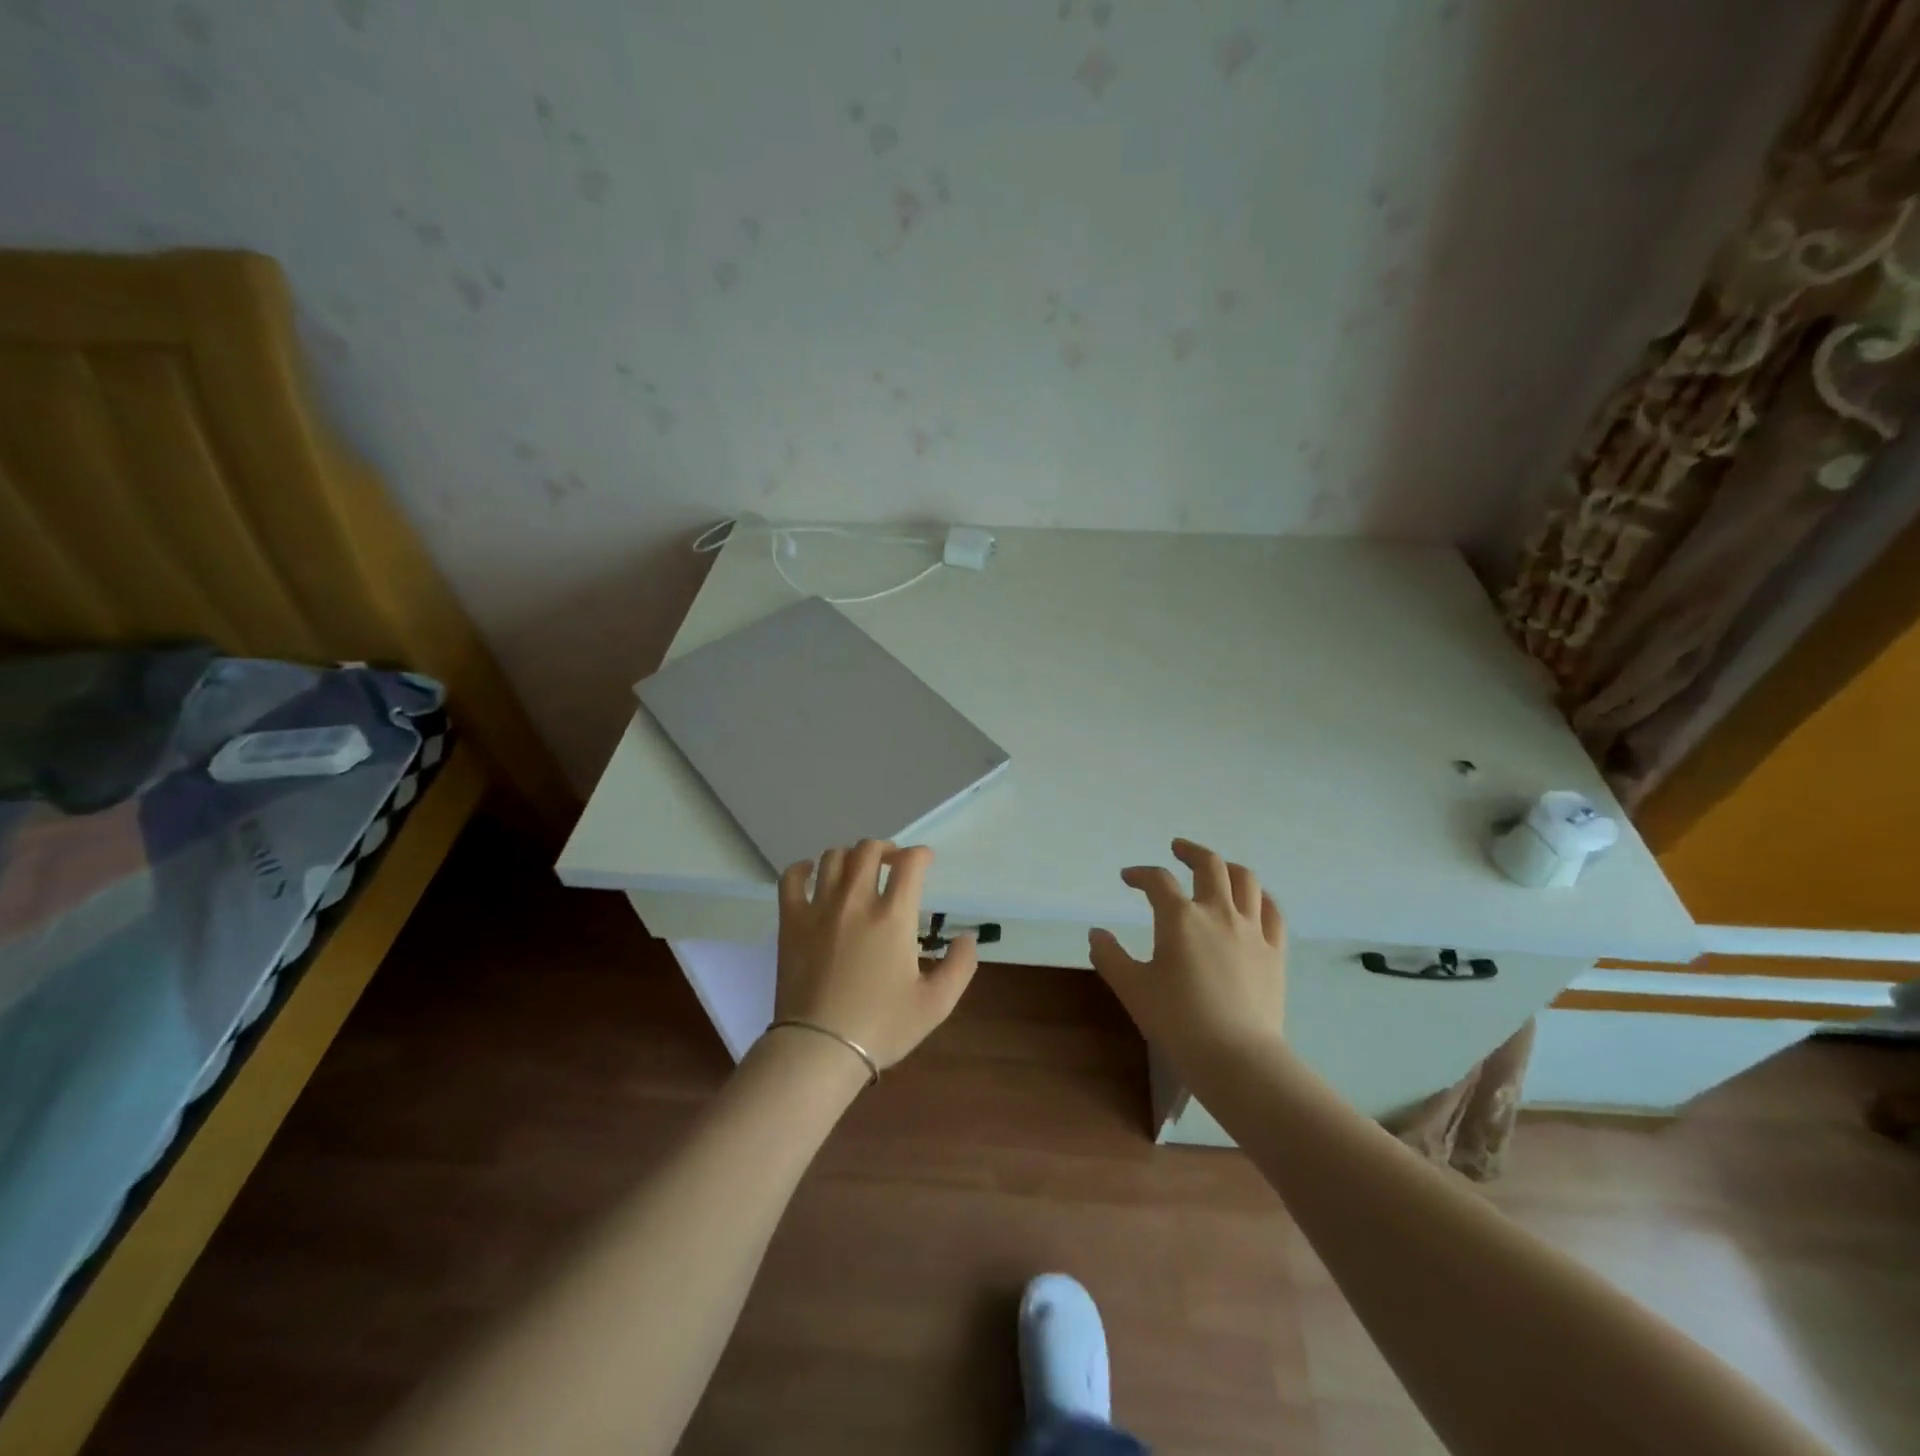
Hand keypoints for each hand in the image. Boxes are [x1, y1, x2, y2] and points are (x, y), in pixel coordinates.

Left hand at [773, 840, 978, 1069]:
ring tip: (857, 871)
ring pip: (833, 857)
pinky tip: (811, 873)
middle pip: (868, 850)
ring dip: (850, 856)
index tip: (925, 862)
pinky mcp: (791, 922)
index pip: (909, 863)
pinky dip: (802, 869)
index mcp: (893, 917)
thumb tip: (966, 937)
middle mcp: (856, 901)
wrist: (819, 1049)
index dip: (921, 854)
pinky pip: (791, 879)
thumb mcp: (936, 1004)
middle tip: (893, 864)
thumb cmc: (881, 1027)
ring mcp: (819, 908)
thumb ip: (960, 966)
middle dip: (886, 849)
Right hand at [1088, 838, 1285, 1060]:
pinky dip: (1260, 897)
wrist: (1236, 1057)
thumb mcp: (1133, 989)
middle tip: (1177, 849)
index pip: (1157, 881)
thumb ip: (1110, 956)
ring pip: (1245, 880)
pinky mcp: (1275, 952)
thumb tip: (1097, 933)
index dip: (1140, 874)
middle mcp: (1218, 913)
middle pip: (1209, 865)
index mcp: (1180, 918)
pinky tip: (1253, 900)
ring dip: (1227, 866)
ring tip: (1216, 868)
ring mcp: (1252, 931)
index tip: (1128, 878)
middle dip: (1190, 852)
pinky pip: (1272, 911)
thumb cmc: (1178, 1021)